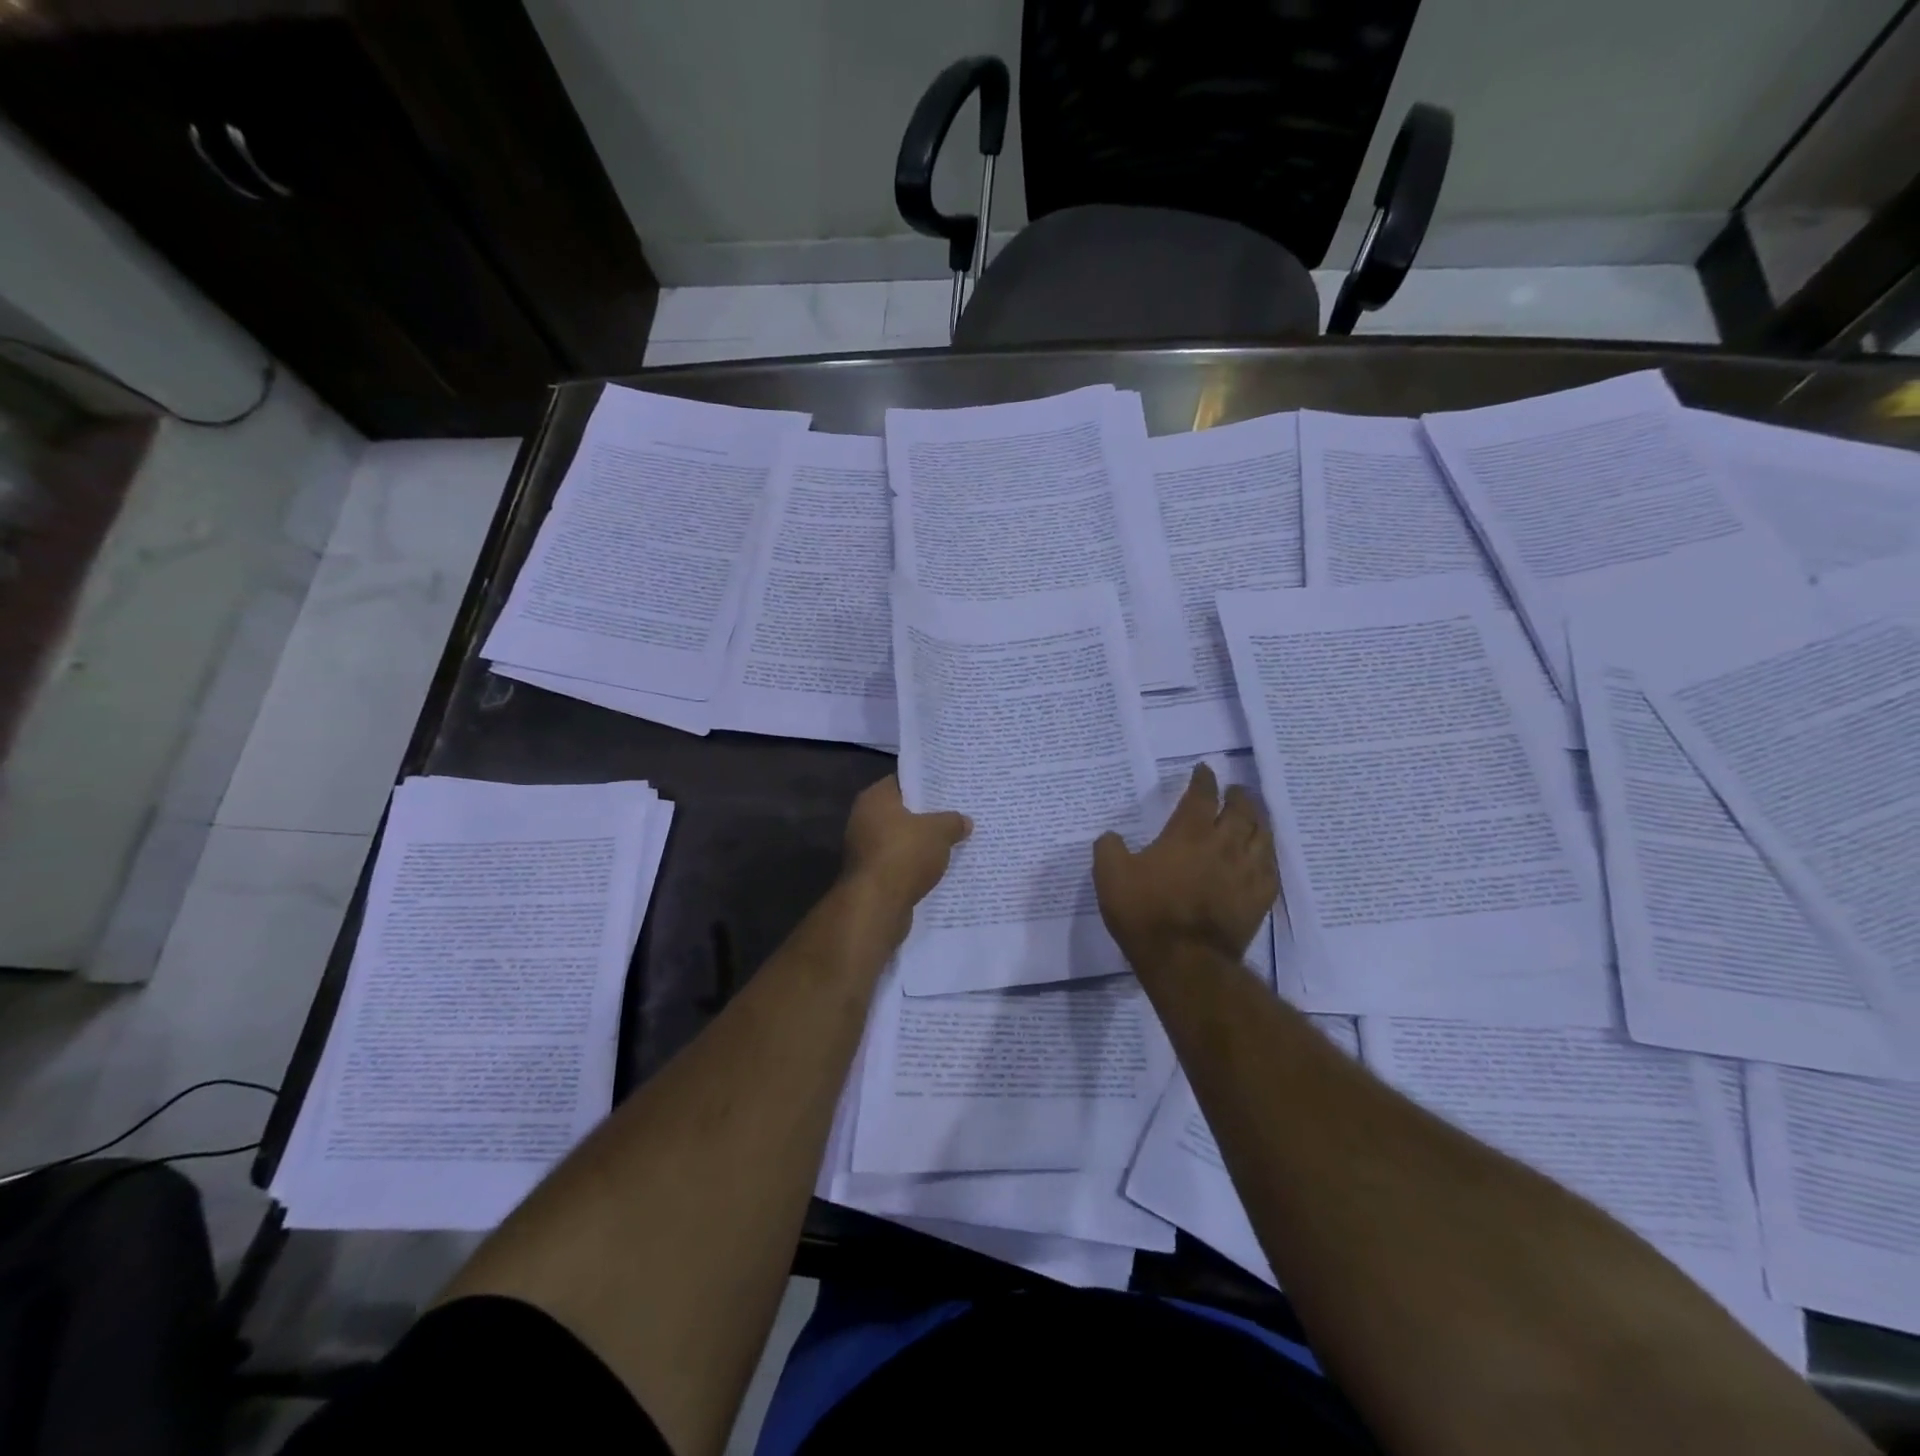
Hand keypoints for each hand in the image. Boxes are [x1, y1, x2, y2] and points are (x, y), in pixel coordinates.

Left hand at [841, 775, 970, 930]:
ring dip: (922, 844)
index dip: (927, 785)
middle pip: (902, 812)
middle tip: (957, 815)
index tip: (950, 790)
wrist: (877, 905)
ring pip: (901, 840)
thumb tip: (964, 821)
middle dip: (927, 816)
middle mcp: (863, 819)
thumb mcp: (939, 832)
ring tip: (953, 843)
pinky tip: (938, 869)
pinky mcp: (870, 876)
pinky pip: (899, 863)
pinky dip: (915, 866)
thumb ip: (953, 822)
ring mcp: (864, 849)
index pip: (903, 782)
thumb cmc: (904, 854)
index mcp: (875, 799)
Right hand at [1093, 763, 1278, 970]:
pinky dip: (1267, 855)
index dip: (1203, 779)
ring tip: (1254, 816)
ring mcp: (1246, 872)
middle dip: (1238, 795)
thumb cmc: (1145, 912)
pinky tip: (1263, 856)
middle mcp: (1224, 844)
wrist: (1184, 960)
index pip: (1201, 795)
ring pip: (1262, 836)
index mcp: (1188, 833)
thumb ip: (1108, 848)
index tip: (1204, 769)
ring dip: (1258, 820)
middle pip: (1241, 810)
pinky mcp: (1259, 899)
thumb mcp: (1109, 876)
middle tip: (1235, 790)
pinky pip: (1271, 868)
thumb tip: (1111, 837)